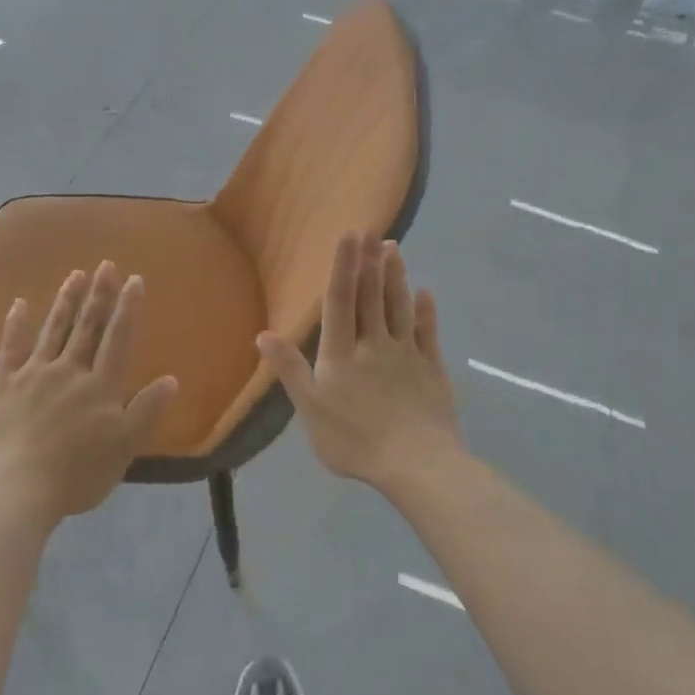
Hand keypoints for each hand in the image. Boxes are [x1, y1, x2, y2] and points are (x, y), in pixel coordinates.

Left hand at [0, 262, 178, 523]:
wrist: (18, 489)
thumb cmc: (78, 474)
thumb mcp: (125, 448)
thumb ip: (147, 411)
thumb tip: (171, 379)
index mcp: (101, 386)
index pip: (118, 339)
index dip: (128, 308)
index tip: (134, 280)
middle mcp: (69, 371)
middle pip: (87, 327)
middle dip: (98, 295)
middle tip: (106, 265)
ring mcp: (33, 375)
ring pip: (53, 330)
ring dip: (66, 301)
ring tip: (75, 275)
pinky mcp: (3, 385)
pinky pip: (10, 348)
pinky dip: (15, 325)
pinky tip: (19, 304)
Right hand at [257, 233, 461, 491]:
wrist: (416, 464)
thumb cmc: (355, 441)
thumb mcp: (310, 410)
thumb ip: (290, 370)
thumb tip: (263, 334)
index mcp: (341, 354)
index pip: (340, 301)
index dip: (343, 266)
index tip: (349, 235)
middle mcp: (374, 344)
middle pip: (371, 296)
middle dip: (370, 261)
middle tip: (373, 230)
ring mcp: (407, 354)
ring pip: (399, 307)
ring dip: (396, 277)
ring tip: (395, 249)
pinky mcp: (432, 369)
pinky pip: (428, 332)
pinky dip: (425, 311)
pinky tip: (425, 293)